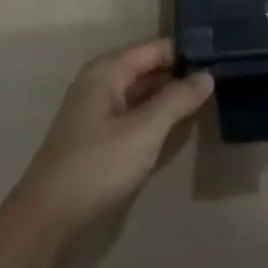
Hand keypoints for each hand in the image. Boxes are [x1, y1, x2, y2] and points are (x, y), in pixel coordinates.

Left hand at [11, 39, 212, 244]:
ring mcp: (96, 109)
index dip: (187, 53)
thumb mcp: (144, 131)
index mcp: (108, 70)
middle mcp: (101, 81)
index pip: (156, 48)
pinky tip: (177, 125)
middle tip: (221, 81)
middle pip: (148, 67)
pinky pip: (133, 113)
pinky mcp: (96, 136)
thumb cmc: (97, 166)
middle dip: (180, 74)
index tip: (221, 60)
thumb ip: (177, 99)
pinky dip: (154, 115)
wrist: (46, 219)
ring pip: (141, 92)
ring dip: (169, 97)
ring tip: (207, 99)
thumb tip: (208, 75)